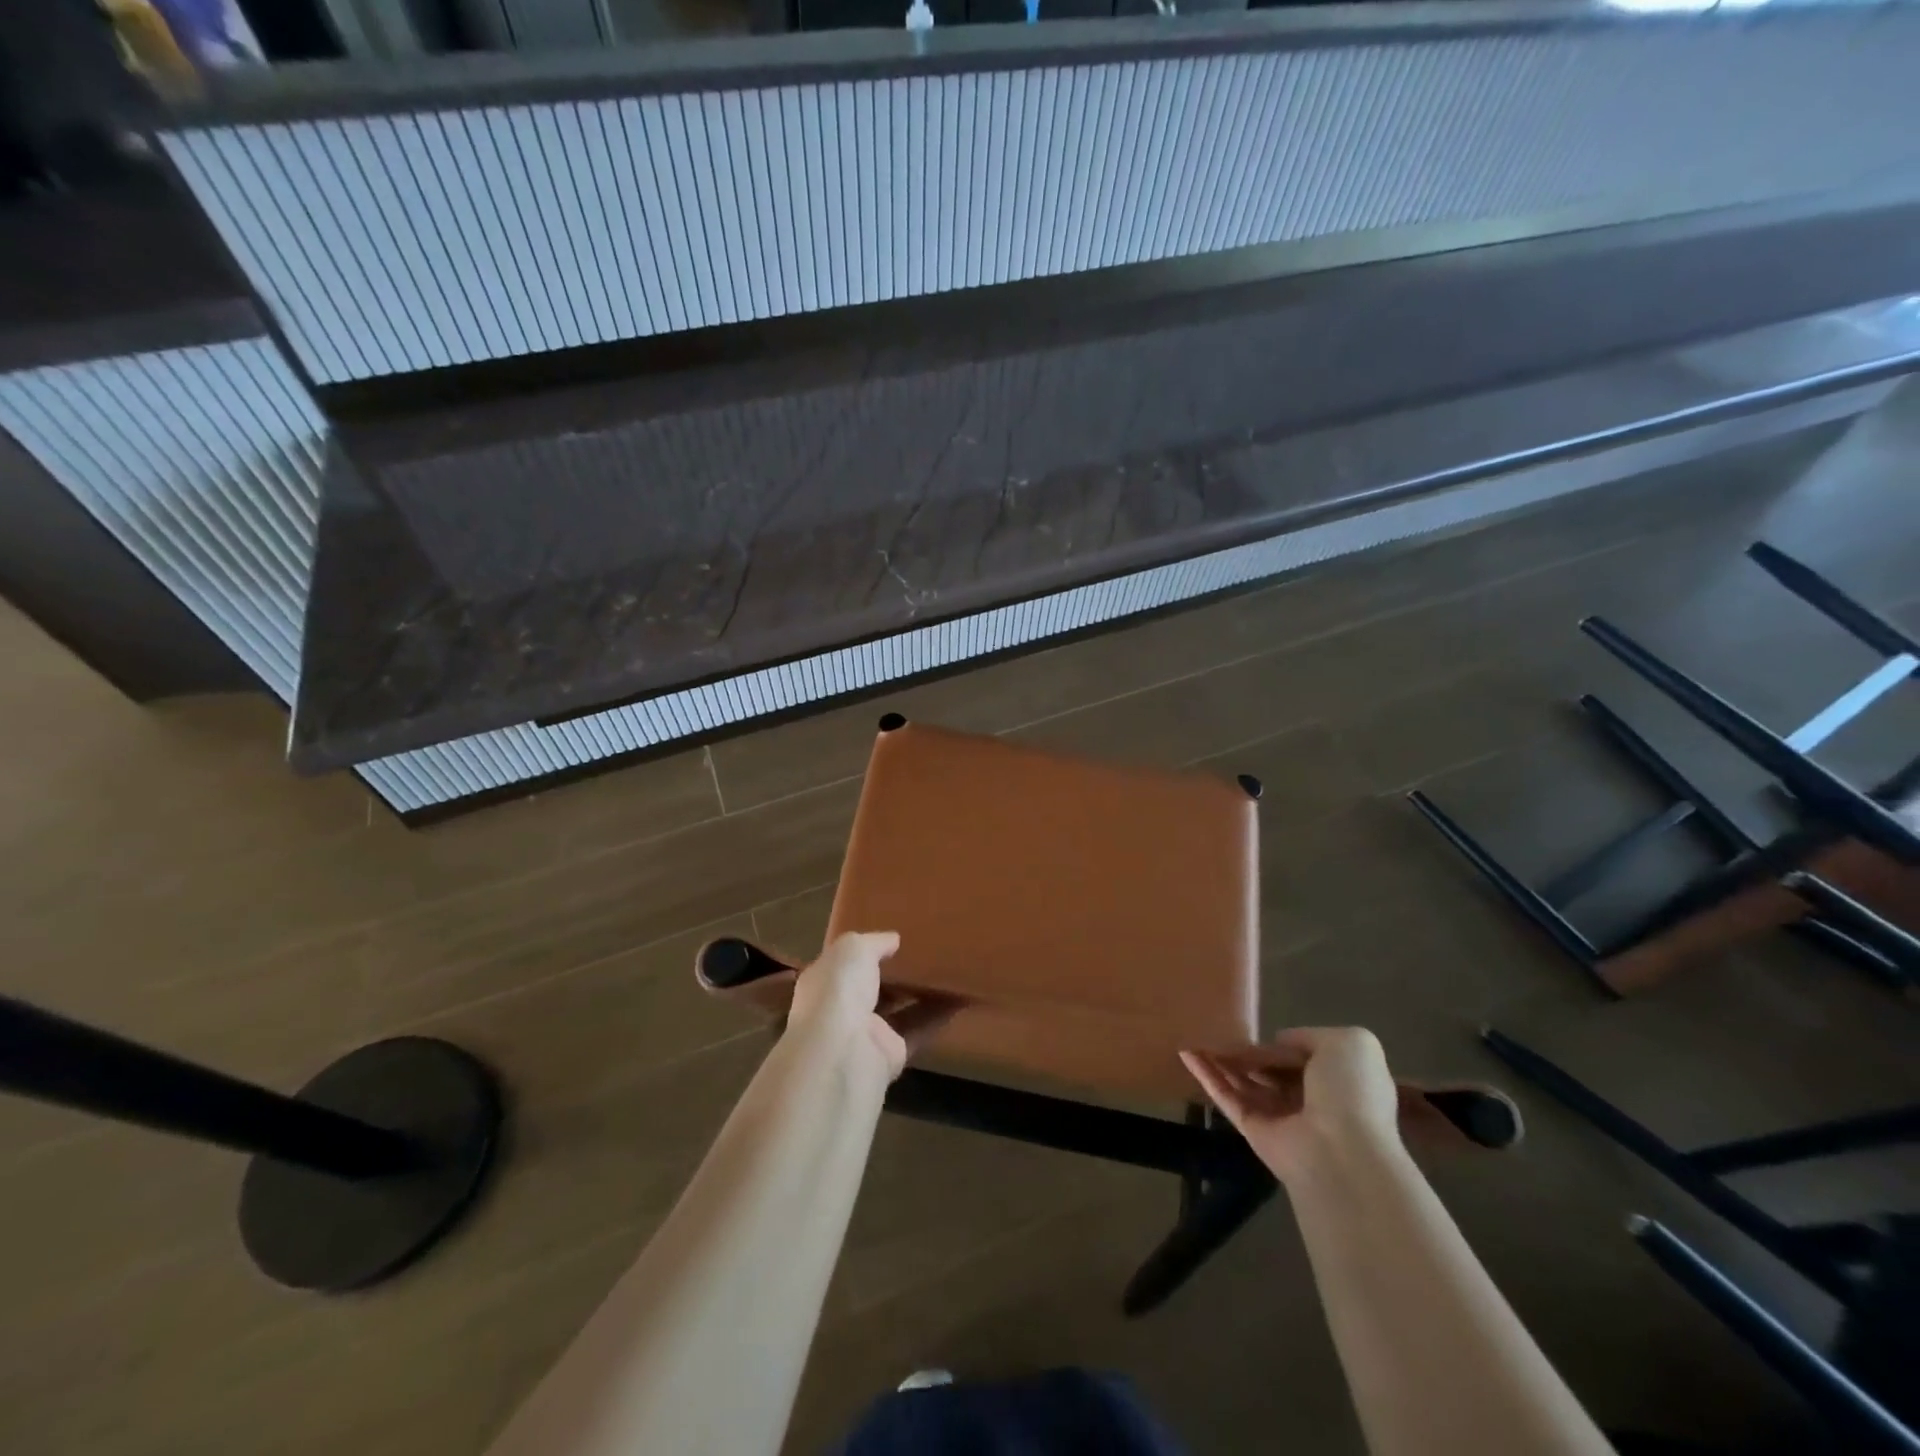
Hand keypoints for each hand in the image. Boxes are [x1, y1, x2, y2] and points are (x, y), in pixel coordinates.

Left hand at [787, 931, 954, 1080]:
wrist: (844, 1051)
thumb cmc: (840, 990)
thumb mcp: (853, 948)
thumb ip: (874, 942)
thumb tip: (893, 939)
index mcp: (823, 981)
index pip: (842, 964)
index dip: (863, 952)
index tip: (889, 939)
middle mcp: (840, 1009)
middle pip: (871, 987)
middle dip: (893, 973)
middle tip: (923, 952)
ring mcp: (866, 1034)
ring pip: (898, 1008)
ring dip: (920, 993)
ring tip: (947, 970)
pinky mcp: (891, 1054)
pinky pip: (919, 1029)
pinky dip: (939, 1015)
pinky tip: (962, 997)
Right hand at [1181, 1027, 1401, 1183]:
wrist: (1341, 1150)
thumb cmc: (1350, 1092)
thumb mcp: (1349, 1044)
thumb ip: (1310, 1035)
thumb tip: (1279, 1043)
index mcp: (1339, 1081)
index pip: (1305, 1055)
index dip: (1284, 1042)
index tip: (1259, 1028)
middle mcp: (1311, 1100)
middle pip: (1271, 1069)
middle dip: (1248, 1052)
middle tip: (1219, 1028)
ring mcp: (1281, 1117)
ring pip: (1246, 1082)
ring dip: (1222, 1059)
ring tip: (1194, 1033)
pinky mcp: (1253, 1130)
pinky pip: (1228, 1098)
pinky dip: (1207, 1076)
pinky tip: (1186, 1054)